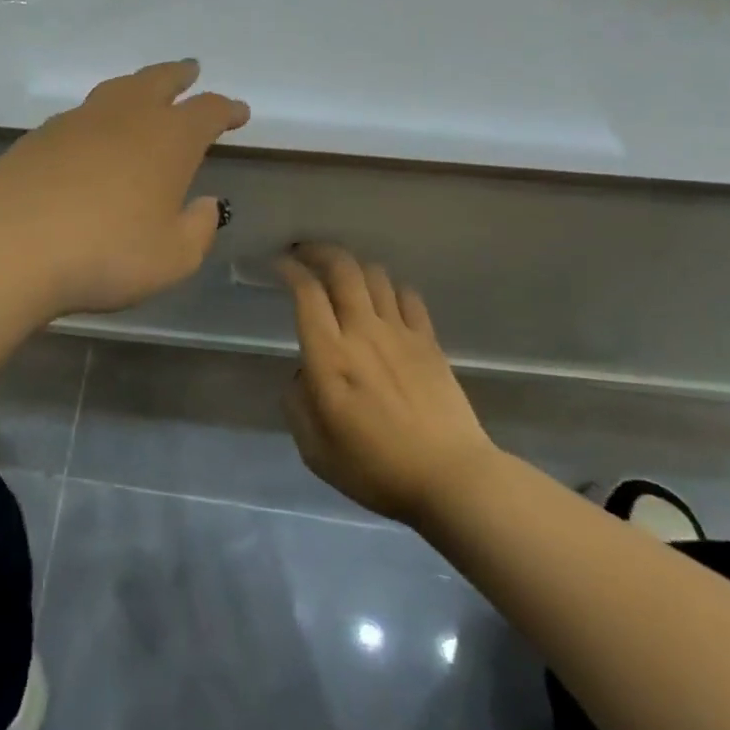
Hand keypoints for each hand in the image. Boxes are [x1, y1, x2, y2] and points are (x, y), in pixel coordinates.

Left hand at [0, 60, 249, 316]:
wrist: (11, 246)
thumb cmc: (106, 253)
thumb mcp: (172, 258)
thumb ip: (197, 229)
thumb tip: (204, 204)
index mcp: (168, 139)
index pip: (208, 111)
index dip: (227, 109)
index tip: (238, 112)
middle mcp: (126, 116)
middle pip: (159, 81)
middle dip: (180, 75)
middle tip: (191, 71)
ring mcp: (78, 120)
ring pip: (117, 89)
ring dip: (138, 85)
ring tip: (145, 90)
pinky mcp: (41, 135)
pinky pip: (82, 113)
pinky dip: (100, 115)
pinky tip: (94, 133)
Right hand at [279, 243, 493, 526]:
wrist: (451, 478)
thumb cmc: (376, 469)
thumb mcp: (316, 451)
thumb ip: (297, 405)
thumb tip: (301, 376)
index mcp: (329, 356)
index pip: (306, 292)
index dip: (289, 269)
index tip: (278, 264)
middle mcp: (363, 332)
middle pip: (342, 268)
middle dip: (319, 251)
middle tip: (304, 253)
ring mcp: (400, 333)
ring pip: (375, 275)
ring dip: (353, 266)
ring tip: (341, 274)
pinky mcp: (429, 341)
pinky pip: (407, 296)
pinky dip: (390, 287)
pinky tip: (384, 299)